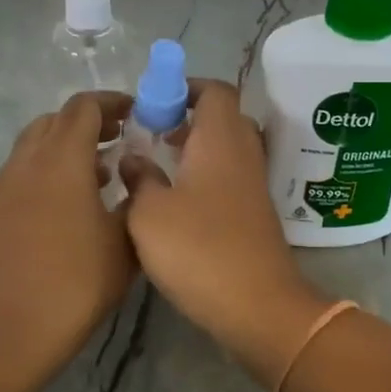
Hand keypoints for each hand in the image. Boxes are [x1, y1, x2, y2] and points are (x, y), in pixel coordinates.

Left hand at [0, 92, 136, 391]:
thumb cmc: (72, 287)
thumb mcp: (124, 246)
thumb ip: (134, 202)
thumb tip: (133, 179)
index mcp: (62, 162)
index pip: (83, 108)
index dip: (111, 102)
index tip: (135, 113)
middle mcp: (24, 166)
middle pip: (53, 121)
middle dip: (87, 124)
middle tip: (117, 142)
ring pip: (31, 149)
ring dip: (63, 150)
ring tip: (95, 179)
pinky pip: (17, 179)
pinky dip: (43, 177)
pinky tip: (61, 215)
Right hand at [120, 79, 330, 388]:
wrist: (257, 304)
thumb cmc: (198, 249)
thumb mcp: (149, 213)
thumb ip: (139, 178)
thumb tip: (134, 158)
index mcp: (221, 139)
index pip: (215, 91)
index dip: (186, 88)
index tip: (155, 103)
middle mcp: (244, 153)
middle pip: (224, 117)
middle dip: (189, 118)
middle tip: (153, 134)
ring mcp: (254, 184)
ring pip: (228, 149)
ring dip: (197, 149)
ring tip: (159, 167)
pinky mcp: (256, 213)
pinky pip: (231, 177)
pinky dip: (207, 176)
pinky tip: (178, 202)